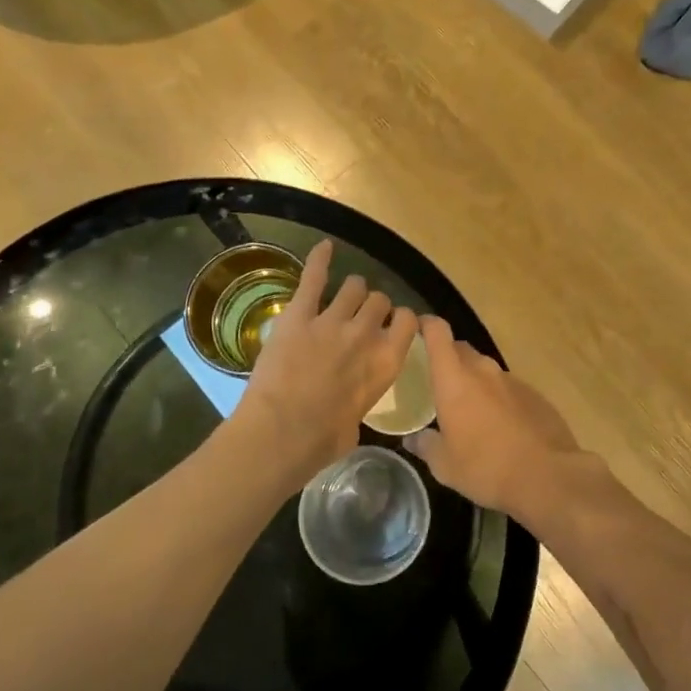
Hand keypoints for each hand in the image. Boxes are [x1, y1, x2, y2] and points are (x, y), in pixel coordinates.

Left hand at [233, 240, 418, 481]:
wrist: (281, 434)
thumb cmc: (321, 443)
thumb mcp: (356, 424)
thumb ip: (361, 399)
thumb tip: (351, 403)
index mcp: (387, 363)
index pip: (409, 322)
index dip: (401, 320)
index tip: (393, 325)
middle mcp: (366, 335)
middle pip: (379, 301)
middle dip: (373, 306)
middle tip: (362, 316)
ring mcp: (332, 320)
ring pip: (353, 287)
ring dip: (351, 290)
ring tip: (344, 295)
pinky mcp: (299, 314)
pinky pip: (314, 278)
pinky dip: (319, 260)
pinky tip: (324, 247)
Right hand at [406, 317, 581, 516]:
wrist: (547, 477)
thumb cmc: (485, 467)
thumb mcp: (444, 466)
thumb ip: (425, 446)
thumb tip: (413, 439)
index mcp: (454, 380)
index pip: (438, 333)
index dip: (427, 325)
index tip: (417, 329)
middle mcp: (483, 371)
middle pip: (462, 350)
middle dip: (449, 357)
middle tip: (438, 380)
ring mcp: (512, 381)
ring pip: (486, 370)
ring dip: (475, 381)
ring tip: (470, 408)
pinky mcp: (535, 396)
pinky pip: (509, 389)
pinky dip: (499, 398)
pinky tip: (500, 425)